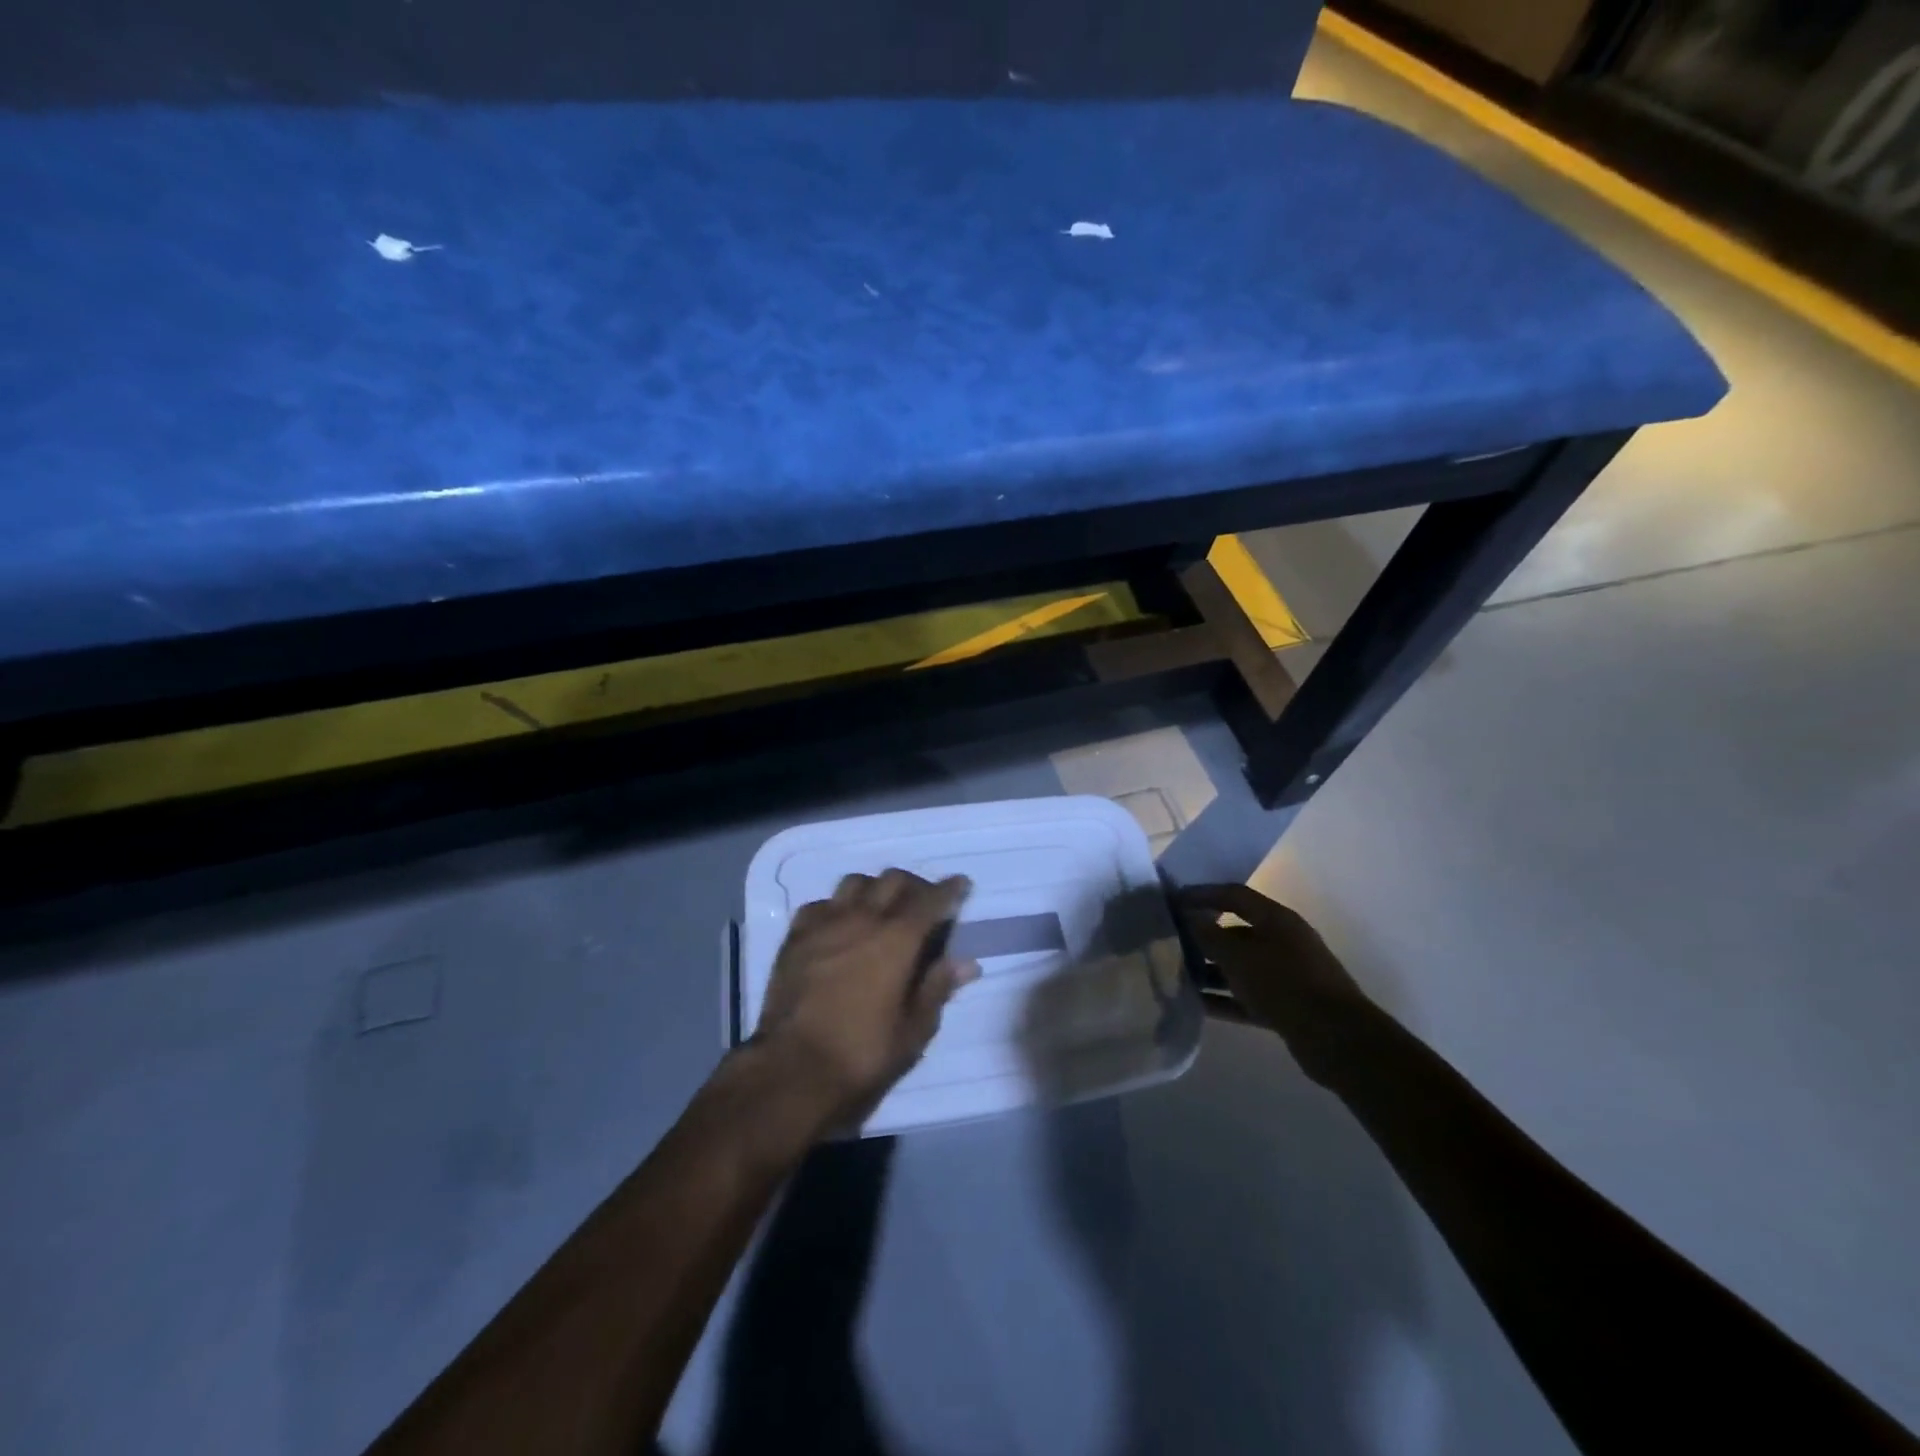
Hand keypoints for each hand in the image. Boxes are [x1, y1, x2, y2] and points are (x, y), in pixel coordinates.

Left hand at [754, 870, 977, 1133]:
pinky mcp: (796, 937)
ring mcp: (825, 924)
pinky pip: (821, 905)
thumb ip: (938, 988)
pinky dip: (837, 907)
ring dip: (874, 889)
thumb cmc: (862, 1055)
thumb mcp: (913, 1030)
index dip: (950, 889)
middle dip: (914, 885)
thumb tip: (966, 962)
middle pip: (893, 880)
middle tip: (923, 904)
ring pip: (855, 882)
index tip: (960, 884)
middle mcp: (863, 918)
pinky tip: (839, 926)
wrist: (792, 1070)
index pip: (931, 899)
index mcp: (898, 939)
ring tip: (880, 910)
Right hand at [1176, 884, 1371, 1084]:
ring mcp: (1286, 976)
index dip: (1203, 894)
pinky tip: (1195, 1004)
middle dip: (1203, 936)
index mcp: (1276, 919)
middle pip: (1235, 932)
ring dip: (1209, 970)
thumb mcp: (1238, 956)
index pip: (1234, 896)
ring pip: (1239, 967)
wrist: (1336, 1039)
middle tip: (1169, 942)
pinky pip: (1246, 996)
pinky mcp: (1286, 1007)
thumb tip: (1188, 919)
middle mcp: (1283, 942)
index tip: (1172, 901)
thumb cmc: (1284, 983)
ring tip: (1176, 975)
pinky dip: (1223, 998)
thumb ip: (1209, 935)